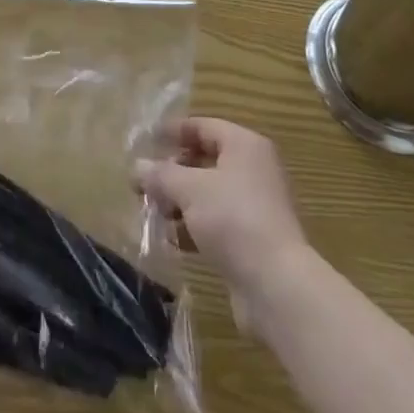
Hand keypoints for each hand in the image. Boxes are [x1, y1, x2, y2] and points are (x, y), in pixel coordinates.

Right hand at [135, 118, 311, 332]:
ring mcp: (254, 206)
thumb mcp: (190, 189)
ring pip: (208, 194)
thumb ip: (161, 175)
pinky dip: (194, 228)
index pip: (203, 126)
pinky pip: (216, 223)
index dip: (174, 131)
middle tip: (145, 182)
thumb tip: (136, 166)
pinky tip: (173, 241)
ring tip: (154, 213)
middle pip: (205, 160)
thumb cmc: (233, 219)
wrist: (277, 286)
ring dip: (180, 202)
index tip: (146, 140)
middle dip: (173, 172)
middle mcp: (253, 170)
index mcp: (244, 145)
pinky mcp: (251, 240)